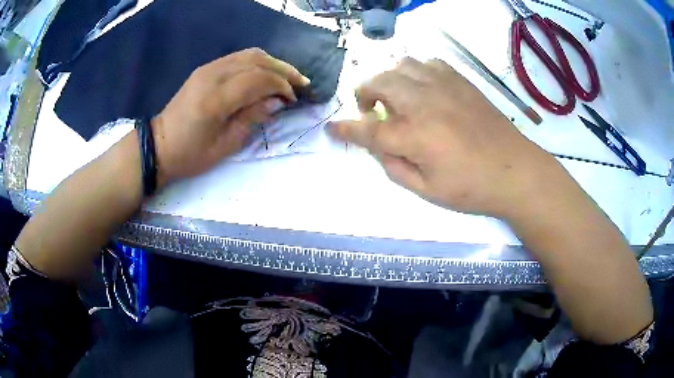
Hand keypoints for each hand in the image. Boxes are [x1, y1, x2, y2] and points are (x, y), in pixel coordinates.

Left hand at [152, 48, 310, 185]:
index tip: (293, 99)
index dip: (282, 86)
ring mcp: (208, 69)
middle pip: (257, 61)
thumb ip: (252, 119)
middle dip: (283, 70)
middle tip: (301, 83)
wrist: (159, 145)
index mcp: (216, 99)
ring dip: (272, 63)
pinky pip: (237, 57)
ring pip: (249, 54)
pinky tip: (265, 73)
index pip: (259, 79)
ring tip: (287, 77)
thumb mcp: (225, 146)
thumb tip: (276, 102)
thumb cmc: (190, 154)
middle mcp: (213, 76)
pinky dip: (257, 62)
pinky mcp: (205, 69)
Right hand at [329, 58, 555, 218]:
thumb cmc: (471, 188)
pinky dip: (416, 72)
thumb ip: (394, 167)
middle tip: (370, 112)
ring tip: (397, 97)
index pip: (367, 130)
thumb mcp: (427, 191)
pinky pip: (428, 63)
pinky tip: (423, 88)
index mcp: (415, 136)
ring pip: (402, 66)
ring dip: (390, 80)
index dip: (345, 129)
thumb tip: (378, 147)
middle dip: (364, 95)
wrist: (515, 170)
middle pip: (379, 83)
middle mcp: (424, 103)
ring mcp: (444, 87)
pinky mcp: (460, 81)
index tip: (332, 128)